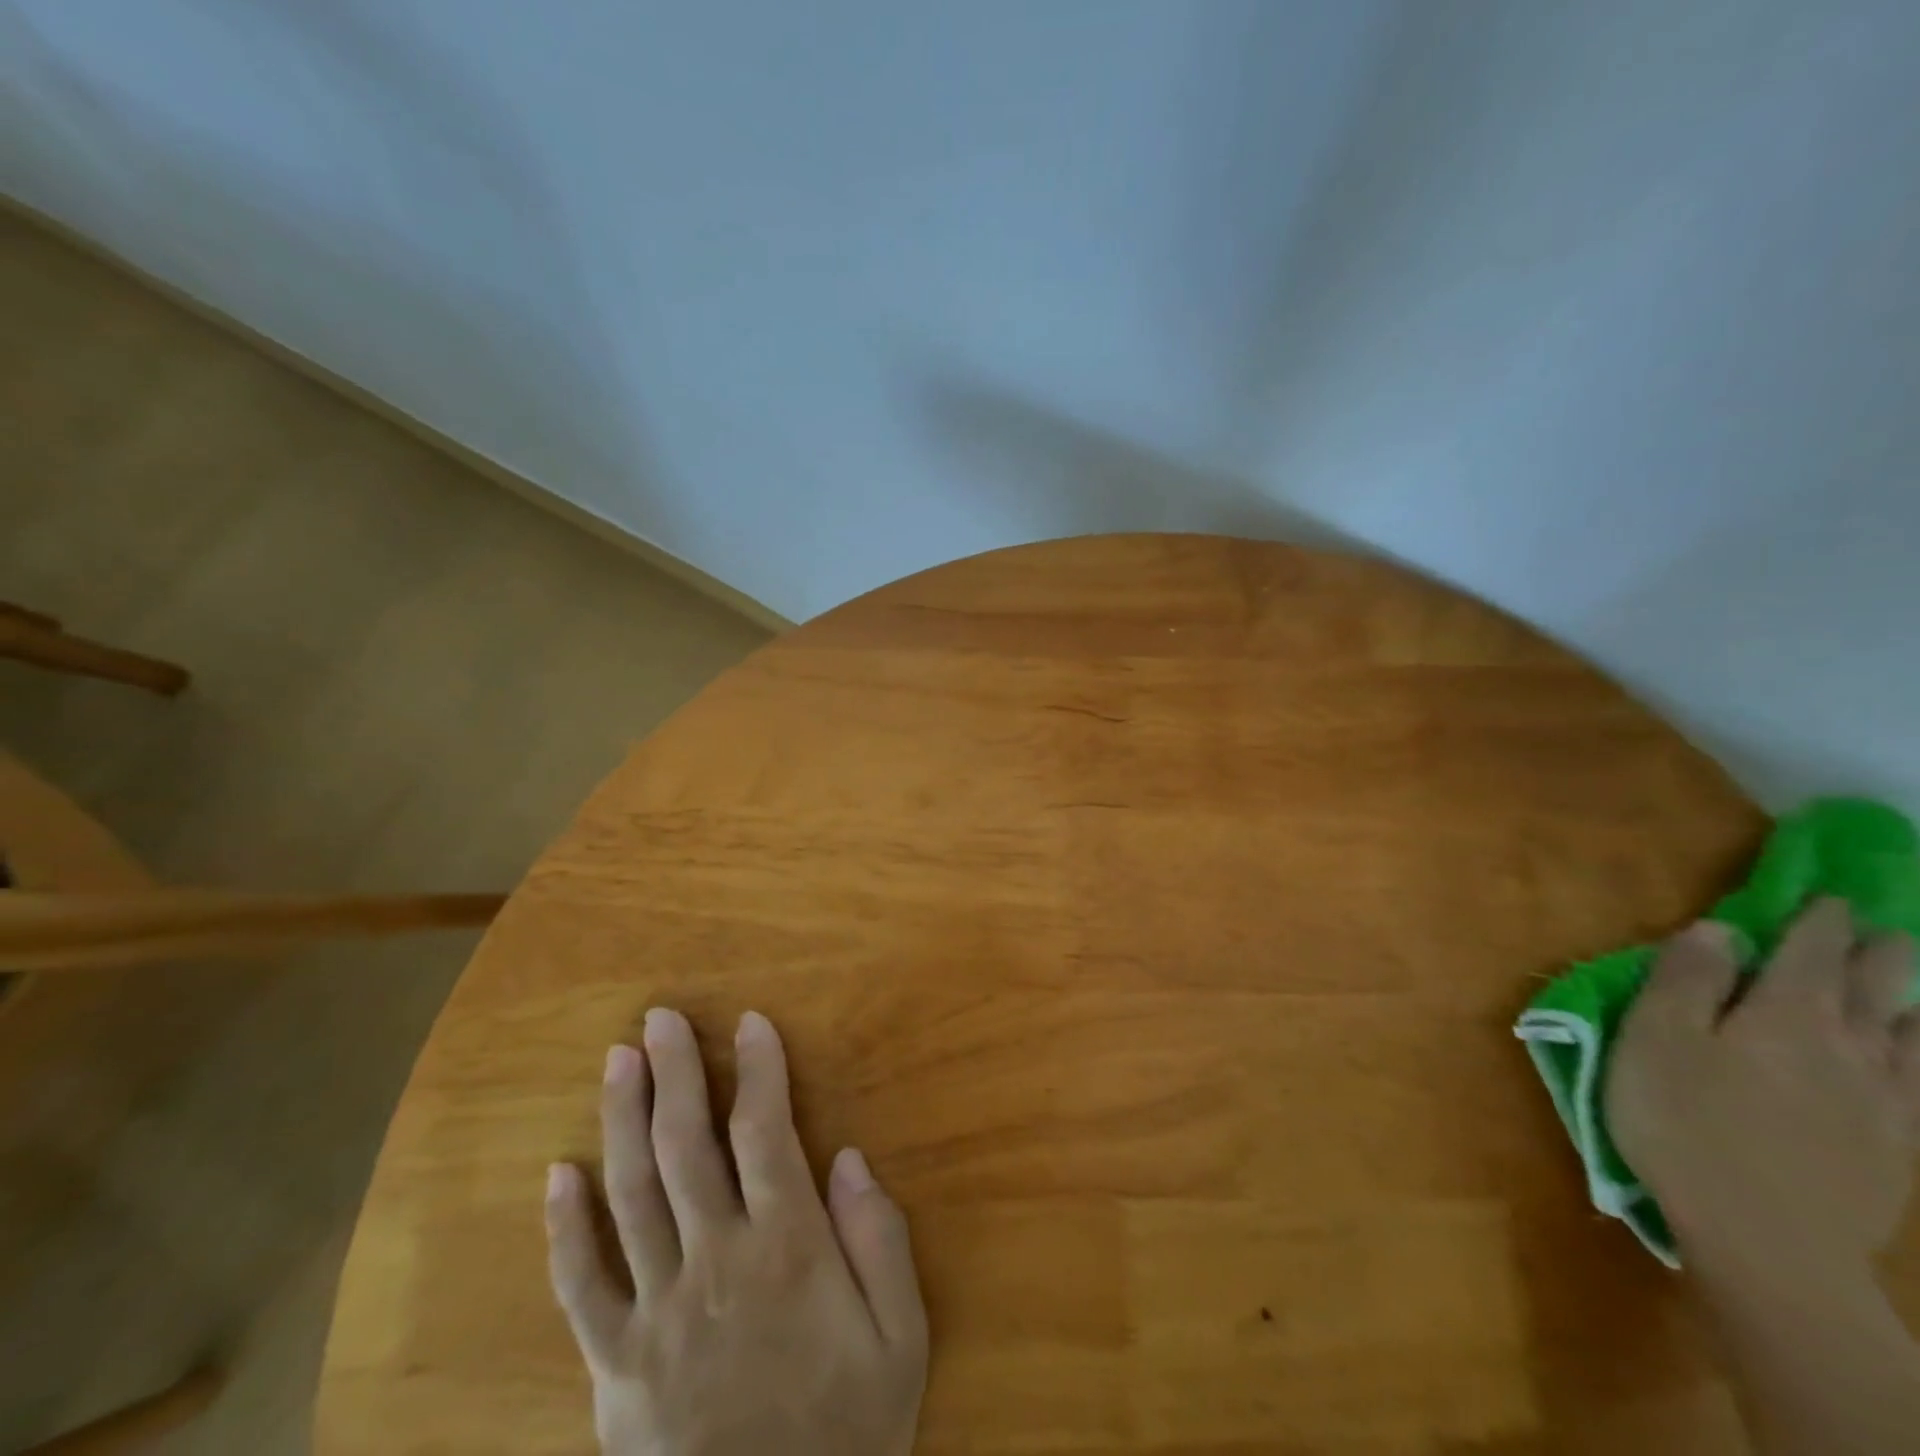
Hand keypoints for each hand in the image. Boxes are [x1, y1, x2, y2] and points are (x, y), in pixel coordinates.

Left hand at [545, 1008, 928, 1455]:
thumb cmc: (848, 1437)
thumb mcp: (901, 1340)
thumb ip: (880, 1241)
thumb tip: (848, 1157)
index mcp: (788, 1248)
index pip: (765, 1132)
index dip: (759, 1069)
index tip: (751, 1022)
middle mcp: (716, 1262)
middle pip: (687, 1145)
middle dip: (677, 1072)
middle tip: (662, 1018)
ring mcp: (656, 1313)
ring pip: (631, 1194)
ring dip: (622, 1119)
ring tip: (618, 1060)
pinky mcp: (614, 1366)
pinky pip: (581, 1286)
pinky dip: (565, 1227)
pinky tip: (557, 1173)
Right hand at [1607, 898, 1919, 1271]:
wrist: (1767, 1243)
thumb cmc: (1684, 1123)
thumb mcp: (1654, 1039)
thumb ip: (1686, 979)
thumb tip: (1720, 930)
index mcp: (1787, 1014)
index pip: (1814, 950)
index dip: (1819, 918)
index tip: (1825, 896)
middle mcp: (1853, 1046)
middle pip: (1883, 986)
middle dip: (1881, 950)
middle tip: (1876, 928)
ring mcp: (1888, 1101)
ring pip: (1917, 1034)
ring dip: (1914, 1001)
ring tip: (1910, 986)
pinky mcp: (1899, 1148)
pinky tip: (1918, 1058)